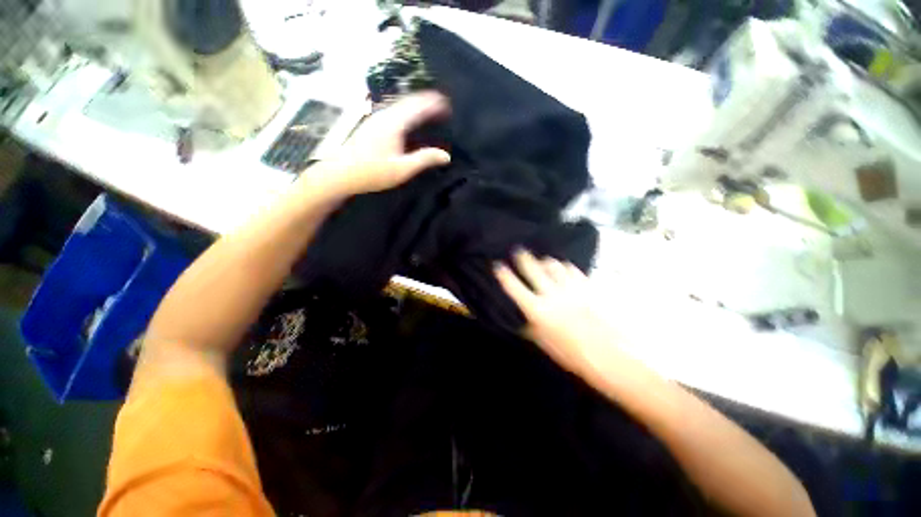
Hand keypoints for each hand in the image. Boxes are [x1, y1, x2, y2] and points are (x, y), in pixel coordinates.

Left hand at [304, 92, 450, 197]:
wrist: (342, 173)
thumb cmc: (373, 172)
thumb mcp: (402, 169)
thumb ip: (424, 160)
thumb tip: (446, 156)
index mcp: (394, 124)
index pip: (417, 107)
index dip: (433, 104)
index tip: (447, 104)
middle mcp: (385, 115)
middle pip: (408, 101)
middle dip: (426, 100)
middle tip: (441, 104)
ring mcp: (375, 118)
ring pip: (399, 104)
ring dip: (415, 104)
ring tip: (428, 108)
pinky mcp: (371, 124)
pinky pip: (393, 110)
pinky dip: (406, 110)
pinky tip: (407, 117)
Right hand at [495, 250, 615, 375]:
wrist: (612, 356)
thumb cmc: (574, 355)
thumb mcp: (546, 344)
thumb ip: (532, 328)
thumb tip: (524, 319)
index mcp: (538, 310)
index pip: (514, 287)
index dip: (504, 275)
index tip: (498, 265)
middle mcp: (552, 294)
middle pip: (533, 268)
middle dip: (523, 257)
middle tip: (519, 250)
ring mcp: (571, 287)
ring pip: (553, 265)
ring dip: (545, 261)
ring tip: (542, 260)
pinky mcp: (588, 285)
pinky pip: (572, 269)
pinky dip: (564, 267)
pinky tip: (563, 268)